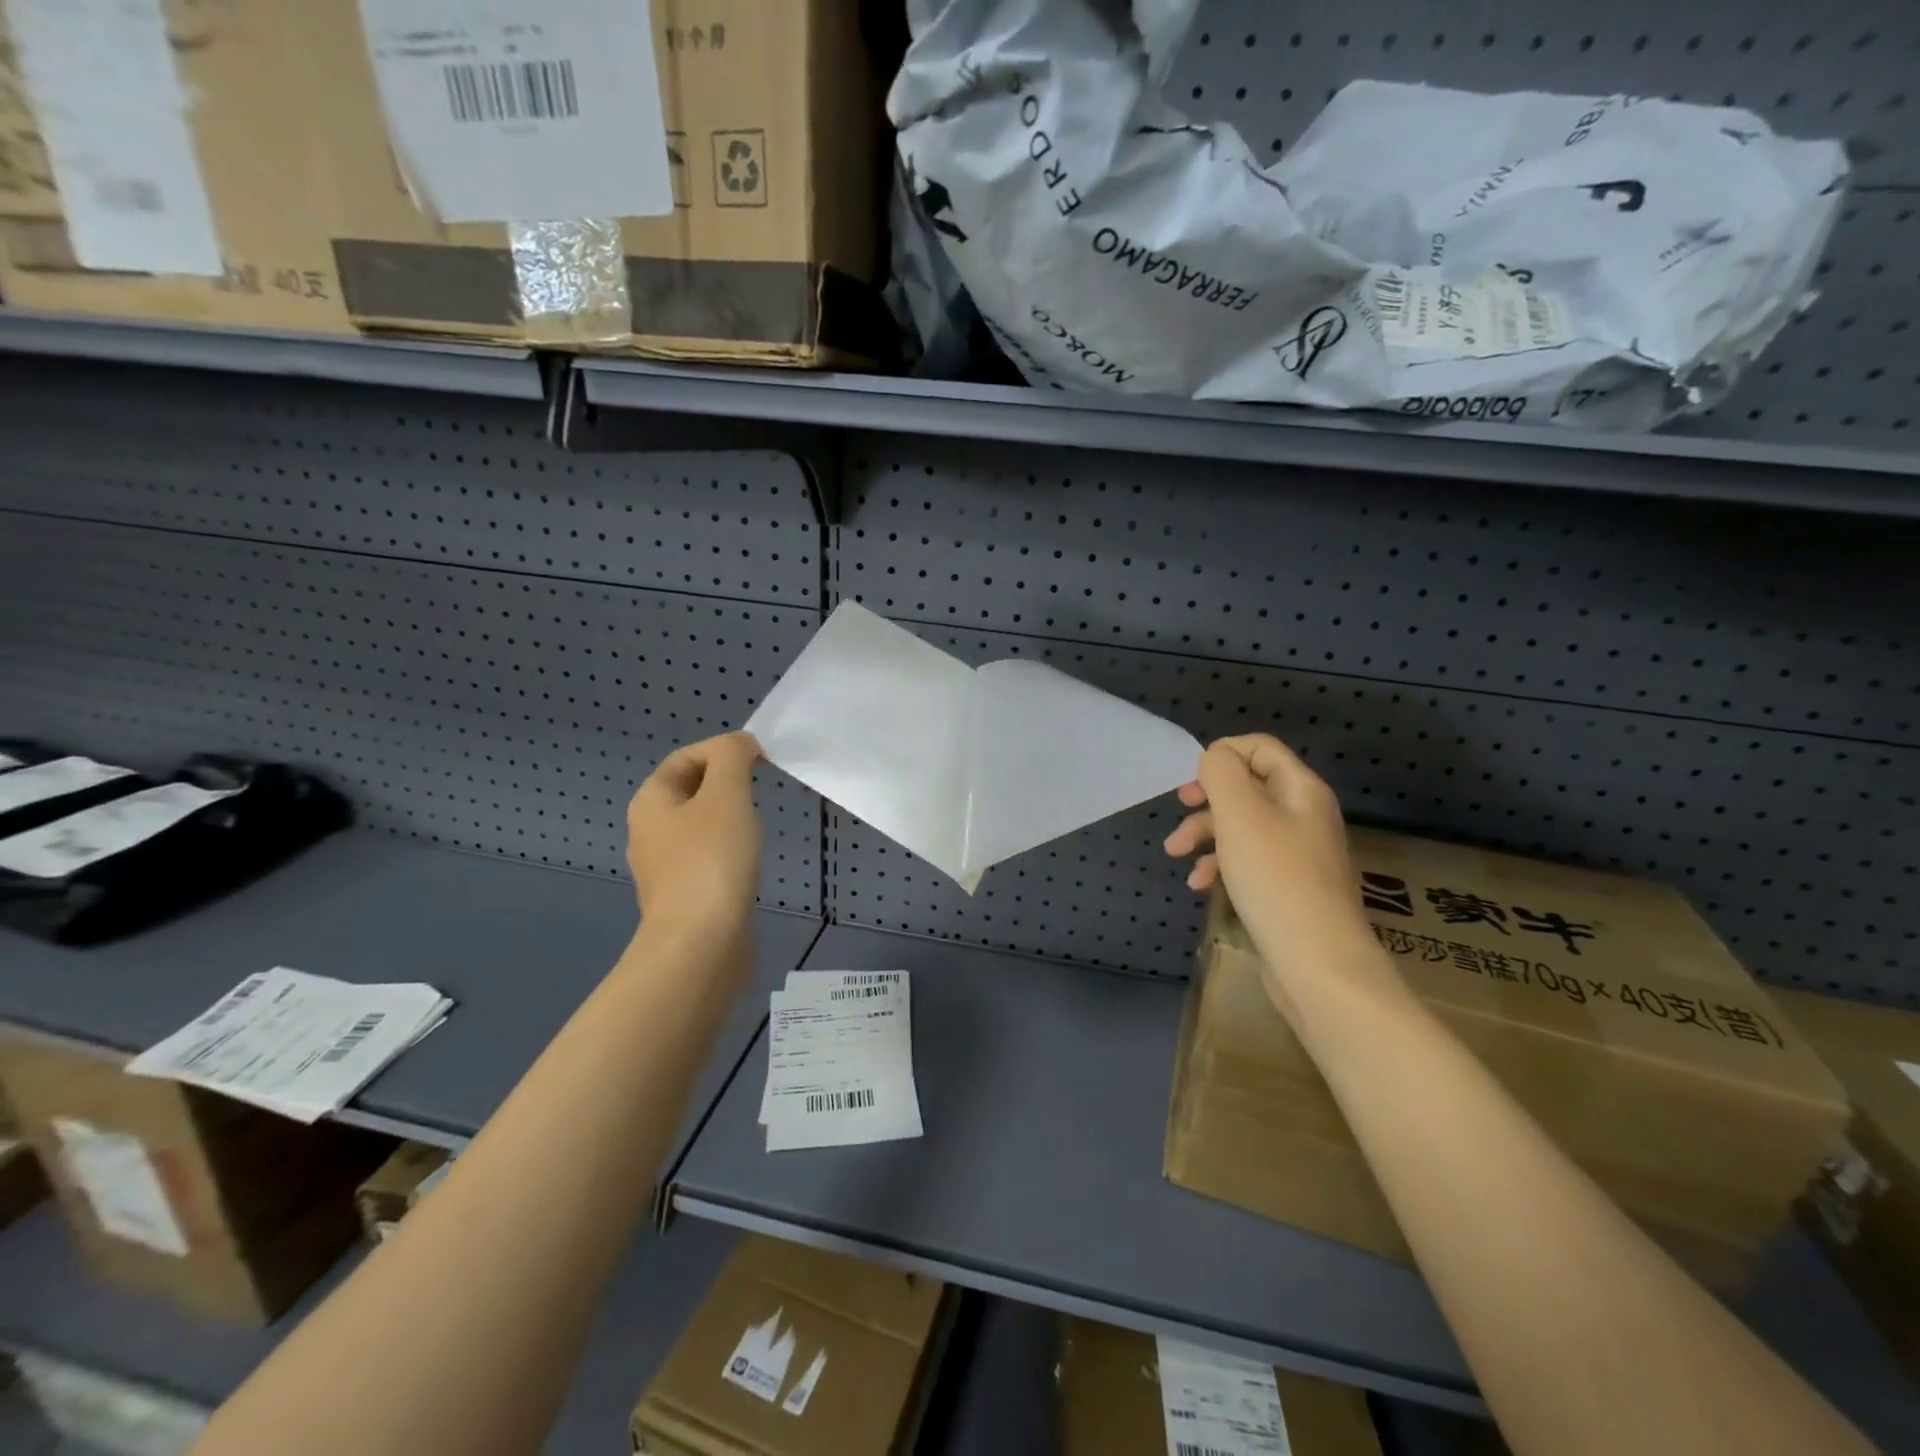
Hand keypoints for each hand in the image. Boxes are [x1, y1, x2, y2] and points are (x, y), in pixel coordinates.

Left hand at [626, 732, 762, 942]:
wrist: (700, 945)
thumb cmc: (712, 861)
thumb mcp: (727, 795)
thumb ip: (732, 758)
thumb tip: (739, 744)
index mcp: (651, 801)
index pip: (685, 757)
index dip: (723, 749)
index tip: (761, 759)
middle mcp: (648, 830)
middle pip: (690, 789)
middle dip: (727, 783)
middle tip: (760, 792)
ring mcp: (664, 867)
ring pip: (699, 825)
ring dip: (729, 817)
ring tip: (757, 826)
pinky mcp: (682, 896)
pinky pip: (706, 857)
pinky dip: (728, 850)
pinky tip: (747, 863)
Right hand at [1164, 734, 1380, 1001]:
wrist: (1317, 964)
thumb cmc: (1275, 879)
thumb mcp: (1240, 814)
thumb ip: (1222, 774)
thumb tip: (1214, 758)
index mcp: (1301, 790)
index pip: (1260, 747)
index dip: (1222, 753)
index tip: (1191, 780)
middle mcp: (1304, 816)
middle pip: (1248, 787)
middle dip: (1207, 797)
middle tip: (1180, 807)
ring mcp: (1298, 854)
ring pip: (1242, 826)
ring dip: (1205, 834)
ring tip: (1176, 854)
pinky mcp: (1288, 888)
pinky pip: (1248, 861)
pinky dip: (1220, 865)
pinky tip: (1200, 886)